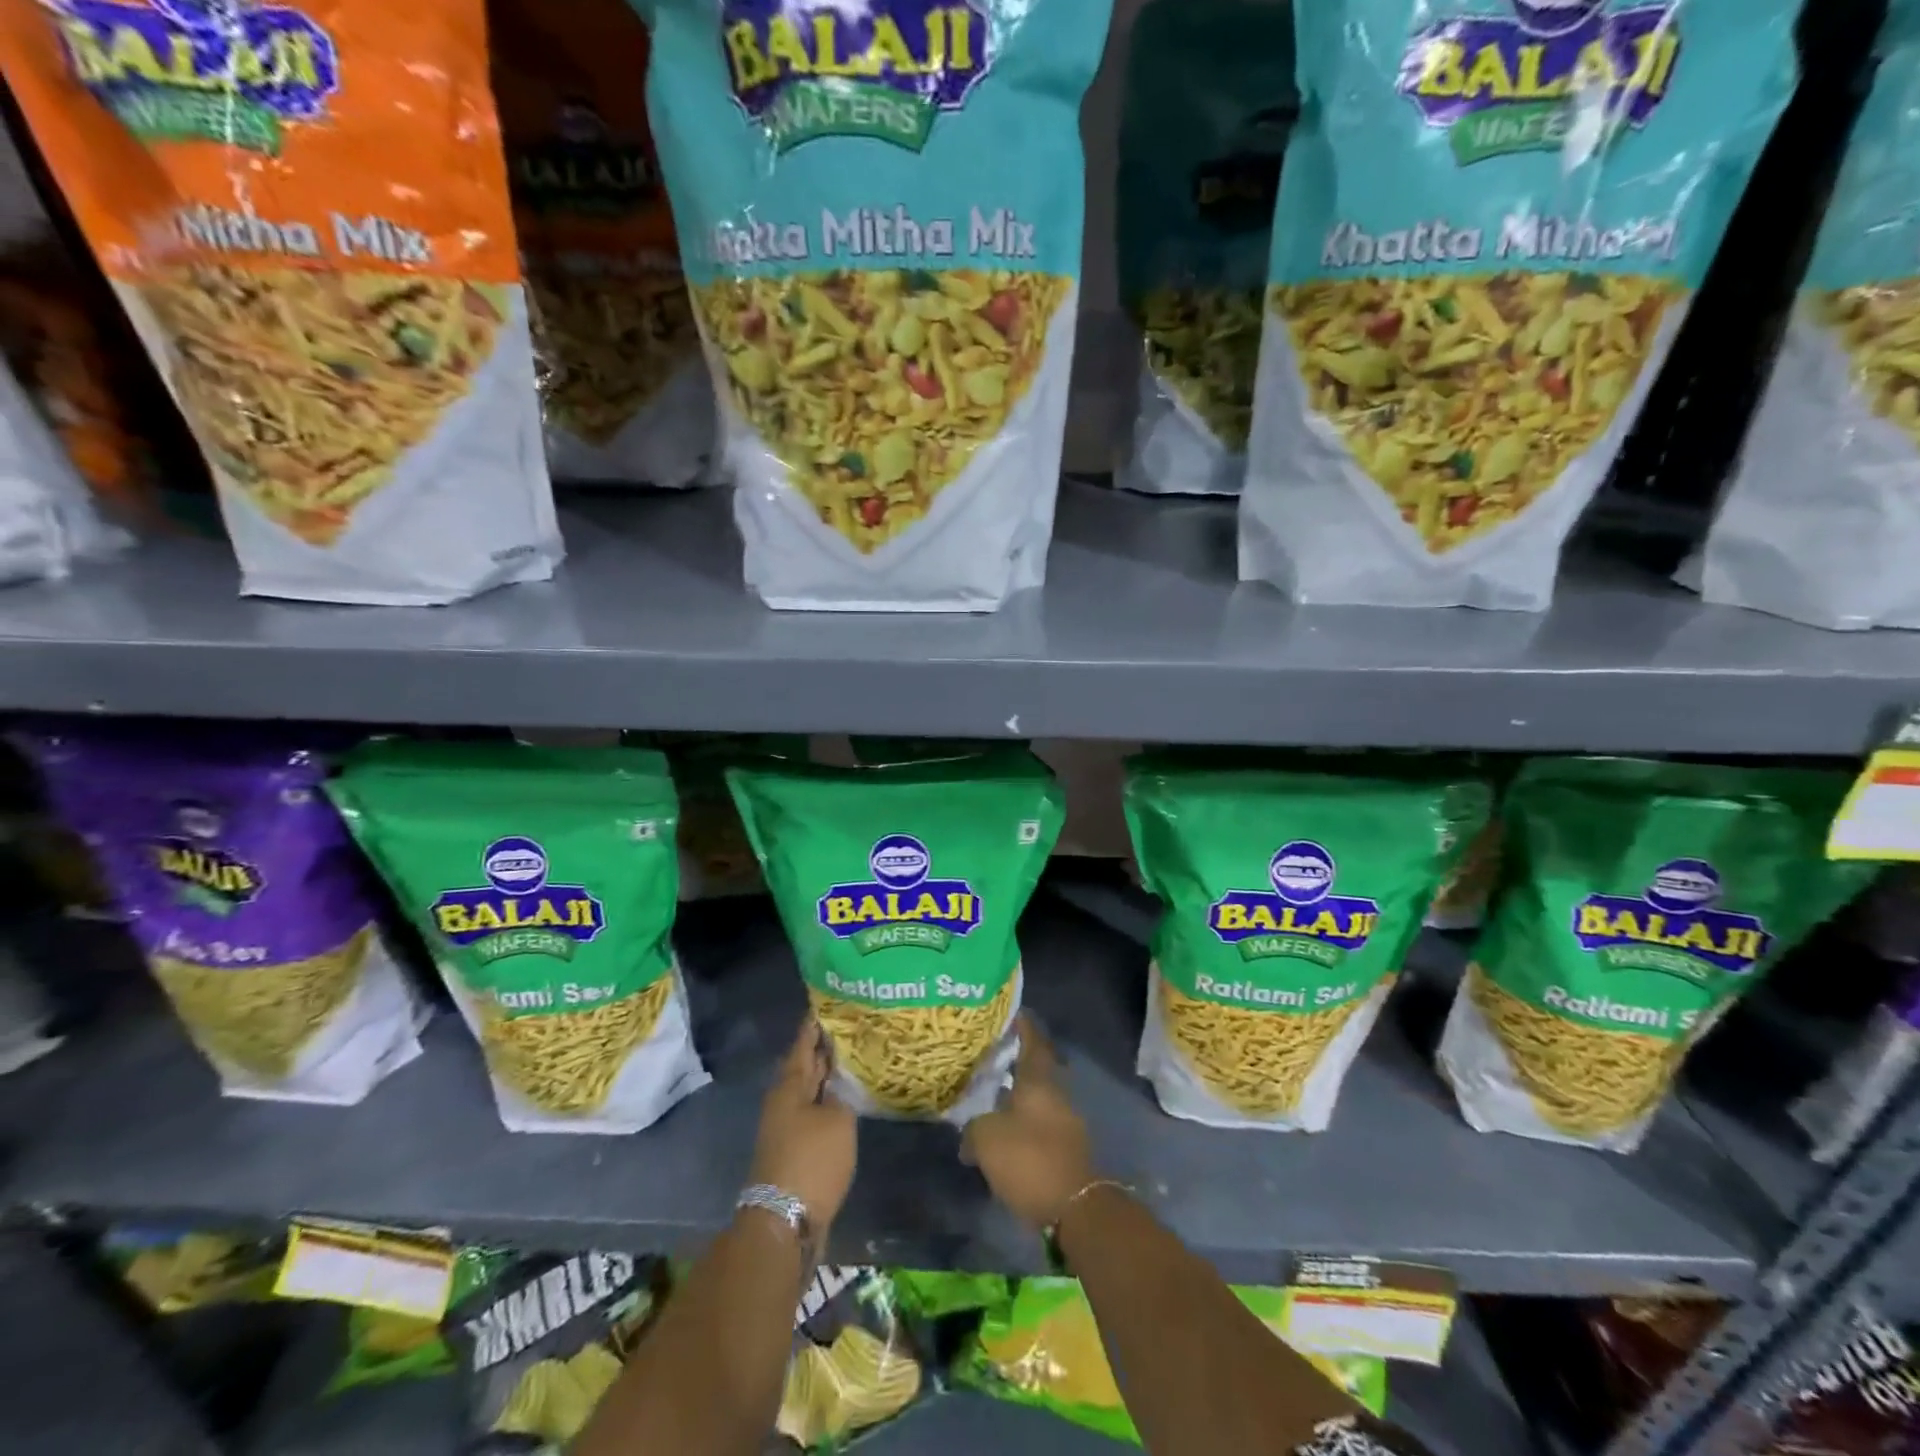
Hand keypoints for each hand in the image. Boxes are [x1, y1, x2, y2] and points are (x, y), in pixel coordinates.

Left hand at [750, 1017, 856, 1233]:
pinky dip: (827, 1103)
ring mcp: (786, 1127)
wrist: (784, 1221)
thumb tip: (838, 1083)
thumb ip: (842, 1095)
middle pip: (804, 1067)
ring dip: (826, 1077)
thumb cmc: (812, 1160)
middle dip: (822, 1049)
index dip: (815, 1025)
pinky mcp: (793, 1150)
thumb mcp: (838, 1120)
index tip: (825, 1004)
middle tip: (847, 1028)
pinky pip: (812, 1114)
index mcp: (789, 1086)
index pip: (803, 1044)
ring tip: (852, 1060)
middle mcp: (783, 1102)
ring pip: (809, 1091)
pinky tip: (845, 1101)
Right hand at [962, 1013, 1094, 1229]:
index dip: (1022, 1025)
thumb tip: (969, 1137)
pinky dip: (1024, 1122)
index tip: (1011, 1012)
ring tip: (991, 1096)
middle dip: (1016, 1061)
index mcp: (1039, 1081)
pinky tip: (1005, 1132)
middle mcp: (1056, 1094)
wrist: (1075, 1208)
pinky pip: (1041, 1124)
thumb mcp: (986, 1139)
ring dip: (1018, 1095)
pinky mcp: (1067, 1149)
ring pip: (1038, 1098)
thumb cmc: (1029, 1160)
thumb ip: (973, 1129)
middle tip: (990, 1056)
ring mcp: (1066, 1122)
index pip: (1032, 1041)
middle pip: (1036, 1069)